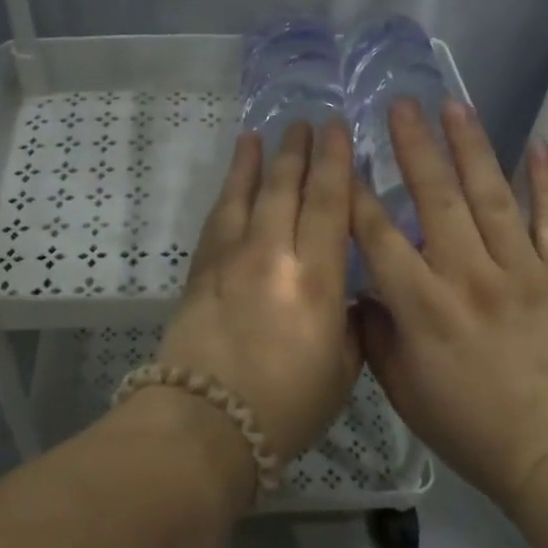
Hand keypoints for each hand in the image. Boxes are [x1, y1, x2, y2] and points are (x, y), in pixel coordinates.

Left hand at [156, 121, 361, 463]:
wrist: (204, 424)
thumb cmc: (284, 407)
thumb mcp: (340, 370)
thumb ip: (347, 323)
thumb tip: (344, 295)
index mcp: (314, 280)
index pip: (329, 205)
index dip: (336, 163)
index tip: (339, 130)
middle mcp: (272, 256)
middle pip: (286, 189)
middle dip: (298, 152)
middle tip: (306, 123)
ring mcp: (230, 259)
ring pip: (247, 194)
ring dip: (257, 161)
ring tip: (264, 134)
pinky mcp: (200, 270)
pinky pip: (217, 218)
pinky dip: (227, 191)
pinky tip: (233, 179)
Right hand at [351, 98, 547, 511]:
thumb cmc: (472, 428)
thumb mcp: (403, 392)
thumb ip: (375, 336)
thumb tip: (359, 292)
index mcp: (423, 306)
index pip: (379, 235)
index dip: (356, 193)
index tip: (344, 157)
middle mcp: (469, 275)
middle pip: (435, 197)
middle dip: (414, 146)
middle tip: (400, 104)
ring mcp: (523, 270)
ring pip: (491, 194)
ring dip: (470, 146)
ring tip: (454, 105)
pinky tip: (538, 142)